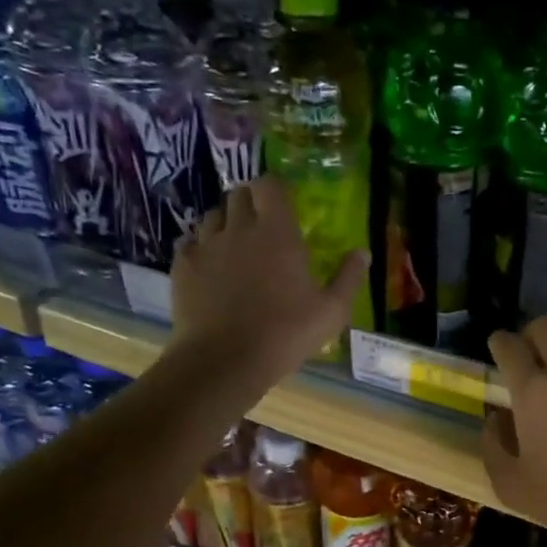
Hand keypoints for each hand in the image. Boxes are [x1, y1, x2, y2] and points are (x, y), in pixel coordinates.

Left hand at [170, 177, 369, 391]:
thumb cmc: (285, 334)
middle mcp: (238, 228)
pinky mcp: (182, 266)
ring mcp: (206, 245)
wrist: (225, 361)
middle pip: (238, 194)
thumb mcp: (331, 312)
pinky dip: (201, 248)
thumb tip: (363, 253)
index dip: (275, 189)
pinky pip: (190, 243)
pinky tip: (211, 268)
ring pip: (212, 216)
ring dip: (225, 224)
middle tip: (262, 226)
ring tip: (235, 246)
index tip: (284, 205)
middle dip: (250, 203)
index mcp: (277, 232)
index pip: (270, 185)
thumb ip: (348, 278)